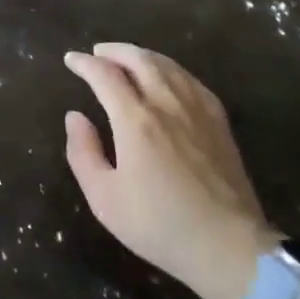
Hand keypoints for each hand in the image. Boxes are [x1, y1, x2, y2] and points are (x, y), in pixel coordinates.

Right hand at [64, 43, 275, 298]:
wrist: (228, 247)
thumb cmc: (159, 225)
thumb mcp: (105, 198)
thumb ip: (83, 153)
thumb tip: (75, 117)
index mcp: (136, 120)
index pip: (105, 75)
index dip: (84, 63)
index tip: (71, 60)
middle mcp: (167, 104)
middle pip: (139, 59)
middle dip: (114, 51)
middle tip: (98, 52)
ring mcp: (197, 109)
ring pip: (167, 65)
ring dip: (141, 55)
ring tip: (126, 58)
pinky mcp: (219, 121)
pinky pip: (190, 79)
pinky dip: (170, 68)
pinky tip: (166, 77)